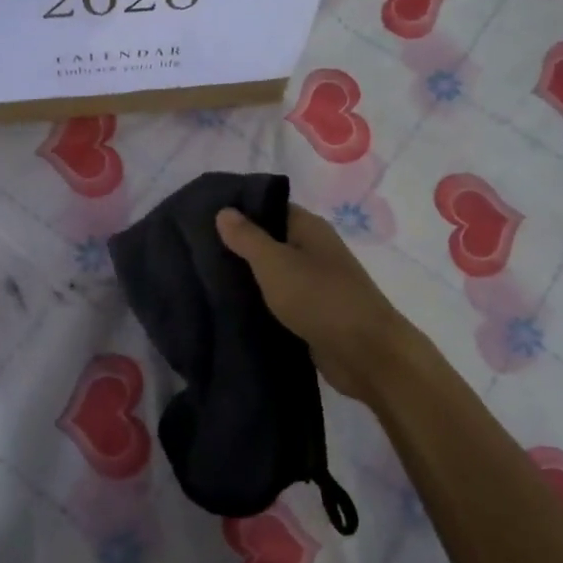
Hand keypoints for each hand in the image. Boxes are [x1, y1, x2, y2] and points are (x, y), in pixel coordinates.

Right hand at [216, 203, 425, 406]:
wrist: (365, 354)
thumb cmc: (319, 298)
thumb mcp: (275, 262)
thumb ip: (248, 238)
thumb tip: (224, 211)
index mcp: (310, 229)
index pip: (271, 208)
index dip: (240, 210)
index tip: (204, 217)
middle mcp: (315, 251)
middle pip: (272, 241)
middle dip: (239, 246)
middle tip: (197, 251)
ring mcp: (316, 285)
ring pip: (275, 274)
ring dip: (248, 278)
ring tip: (206, 279)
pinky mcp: (314, 316)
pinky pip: (281, 302)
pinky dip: (260, 304)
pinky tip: (231, 308)